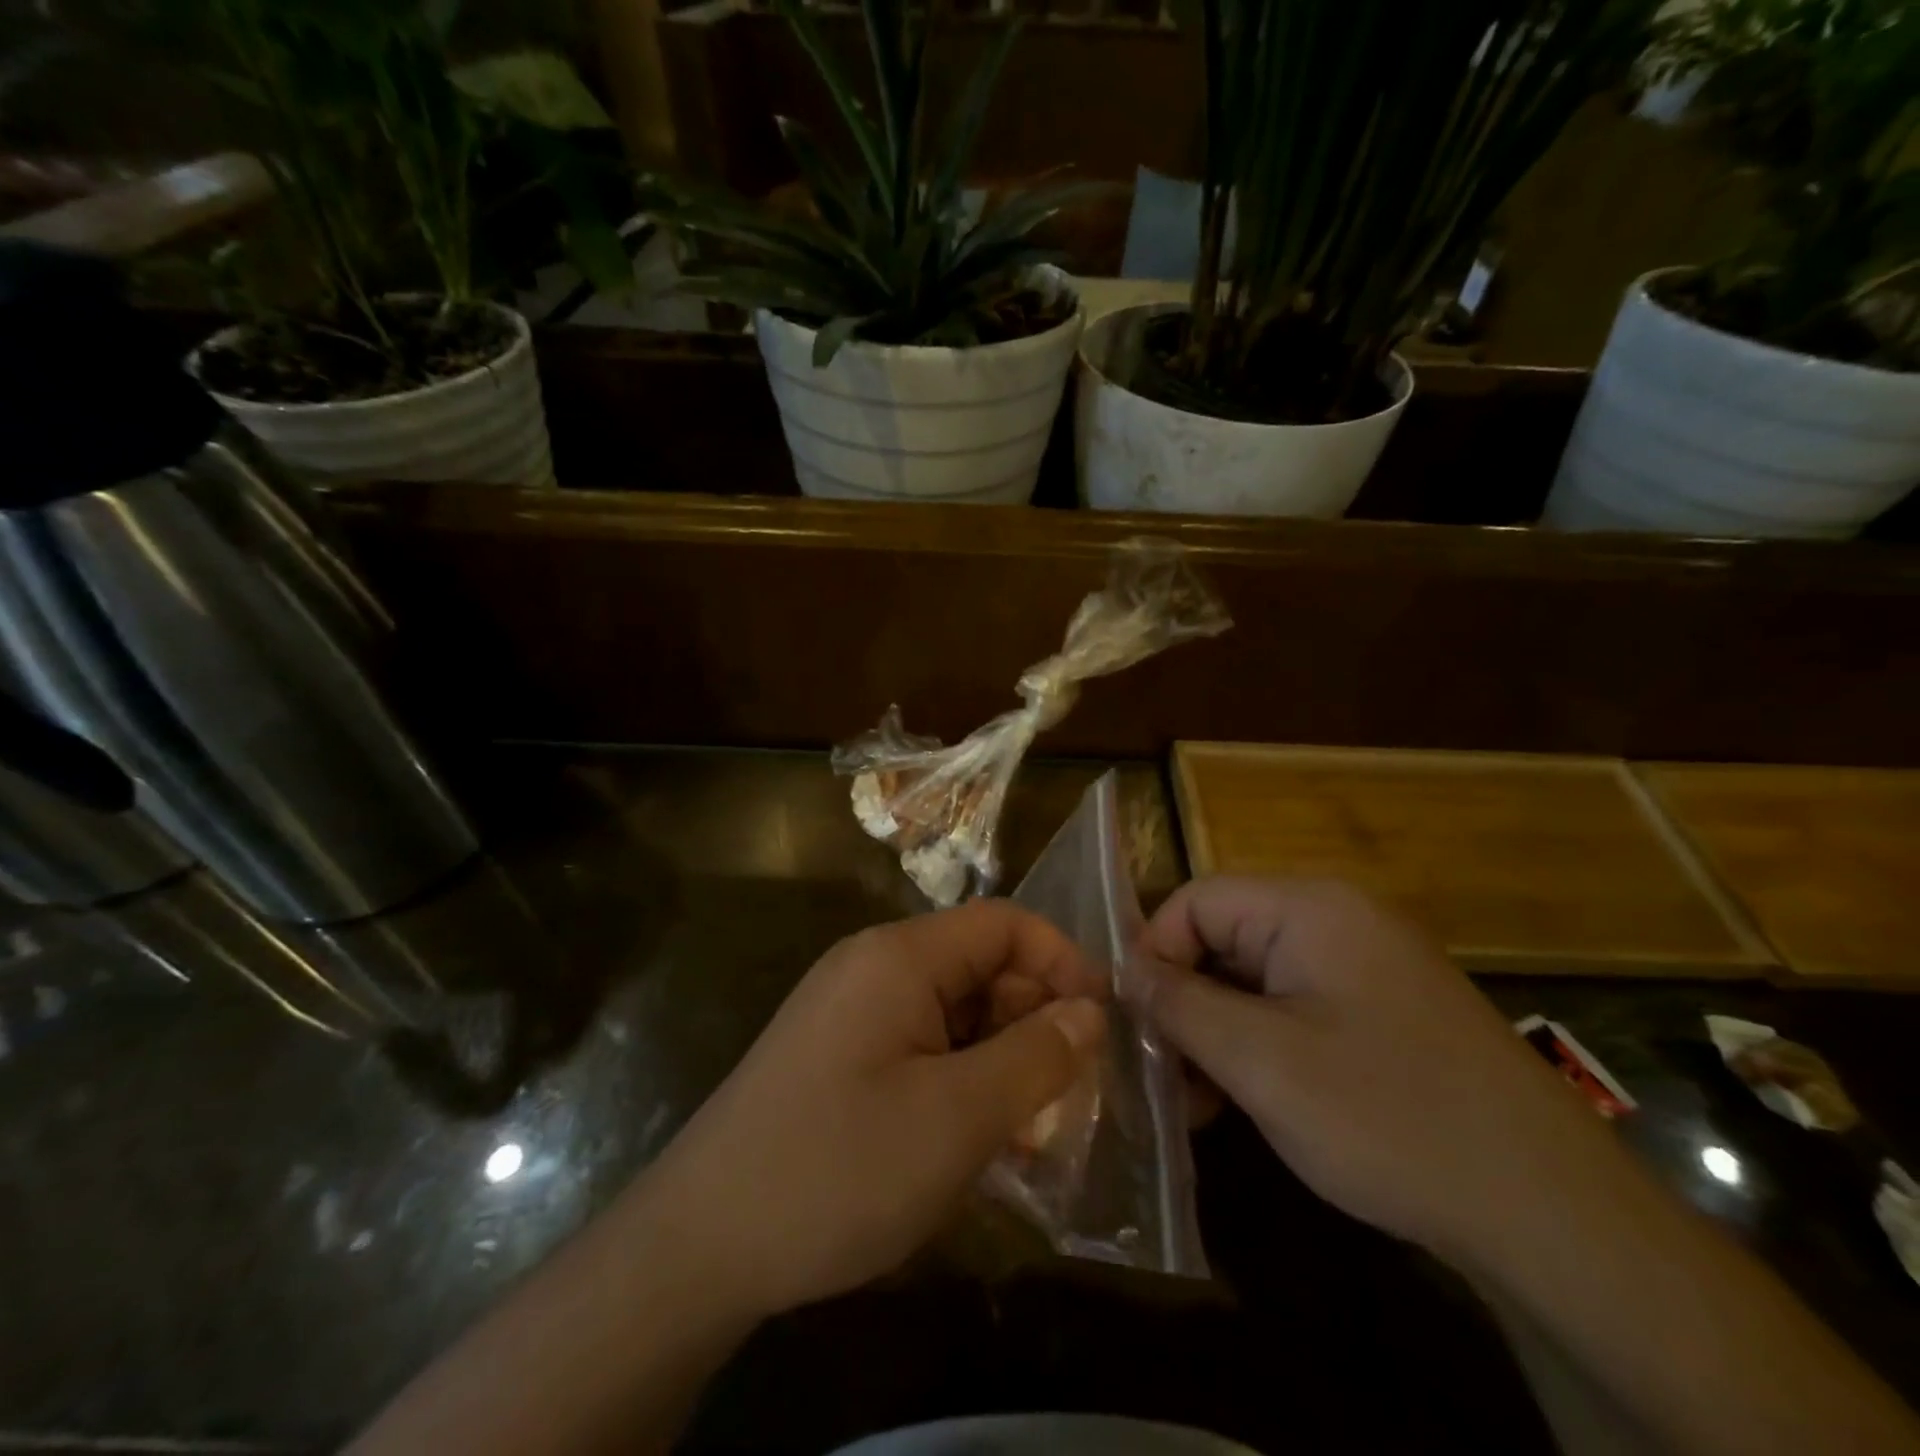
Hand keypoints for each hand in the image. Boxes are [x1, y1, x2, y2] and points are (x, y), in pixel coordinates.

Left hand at [635, 900, 1107, 1321]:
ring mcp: (852, 1012)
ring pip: (954, 1013)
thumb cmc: (838, 1168)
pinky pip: (921, 1047)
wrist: (699, 1245)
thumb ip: (1035, 1057)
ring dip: (1001, 1059)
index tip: (1103, 1024)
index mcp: (900, 956)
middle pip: (979, 967)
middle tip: (1071, 1095)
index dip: (1061, 962)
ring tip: (1032, 1132)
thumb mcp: (957, 1118)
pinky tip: (978, 1140)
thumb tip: (1089, 1013)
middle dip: (1034, 1020)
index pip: (1003, 923)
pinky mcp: (840, 1056)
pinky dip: (961, 1081)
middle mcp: (874, 968)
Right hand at [1134, 877, 1612, 1263]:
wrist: (1553, 1213)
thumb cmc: (1388, 1117)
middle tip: (1165, 1075)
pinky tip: (1250, 1100)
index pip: (1195, 901)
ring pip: (1256, 978)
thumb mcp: (1260, 1061)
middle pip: (1224, 938)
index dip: (1154, 955)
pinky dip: (1261, 1044)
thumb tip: (1125, 970)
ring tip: (1201, 1102)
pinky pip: (1296, 1006)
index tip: (1137, 1025)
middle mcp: (1338, 919)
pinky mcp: (1385, 1010)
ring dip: (1217, 1031)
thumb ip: (1179, 1005)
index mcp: (1309, 907)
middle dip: (1185, 1002)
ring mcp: (1367, 965)